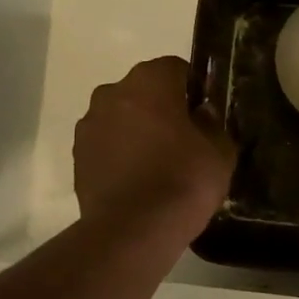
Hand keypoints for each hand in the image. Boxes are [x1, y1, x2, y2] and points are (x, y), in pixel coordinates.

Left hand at [73, 57, 235, 240]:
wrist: (133, 230)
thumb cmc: (184, 181)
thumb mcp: (221, 152)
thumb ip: (213, 124)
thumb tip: (201, 115)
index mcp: (149, 82)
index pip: (176, 68)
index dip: (193, 89)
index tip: (204, 114)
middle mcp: (112, 93)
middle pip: (143, 91)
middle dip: (161, 108)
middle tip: (184, 140)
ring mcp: (89, 125)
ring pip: (121, 117)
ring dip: (137, 130)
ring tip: (158, 164)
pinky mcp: (78, 156)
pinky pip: (106, 144)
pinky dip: (121, 154)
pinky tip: (138, 180)